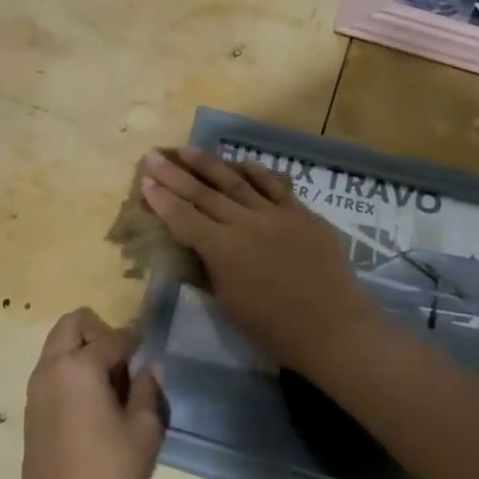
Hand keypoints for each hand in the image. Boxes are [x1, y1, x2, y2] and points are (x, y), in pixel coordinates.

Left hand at [19, 308, 168, 478]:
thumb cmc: (111, 478)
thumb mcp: (143, 432)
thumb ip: (147, 389)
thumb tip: (150, 366)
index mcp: (78, 366)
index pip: (114, 336)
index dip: (137, 340)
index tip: (151, 348)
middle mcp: (50, 369)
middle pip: (73, 324)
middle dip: (100, 332)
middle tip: (125, 364)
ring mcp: (36, 390)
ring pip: (58, 347)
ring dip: (83, 351)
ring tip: (113, 387)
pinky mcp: (31, 412)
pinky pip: (52, 372)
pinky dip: (71, 372)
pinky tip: (95, 406)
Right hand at [140, 147, 381, 378]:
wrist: (332, 327)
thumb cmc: (273, 328)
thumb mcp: (228, 303)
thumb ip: (210, 269)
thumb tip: (199, 248)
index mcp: (221, 249)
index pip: (183, 218)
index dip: (162, 200)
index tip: (145, 182)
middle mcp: (244, 223)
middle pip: (203, 193)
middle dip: (175, 174)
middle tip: (155, 155)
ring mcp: (275, 214)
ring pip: (236, 182)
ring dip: (210, 164)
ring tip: (189, 149)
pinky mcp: (302, 214)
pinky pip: (275, 186)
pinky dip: (257, 173)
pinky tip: (243, 163)